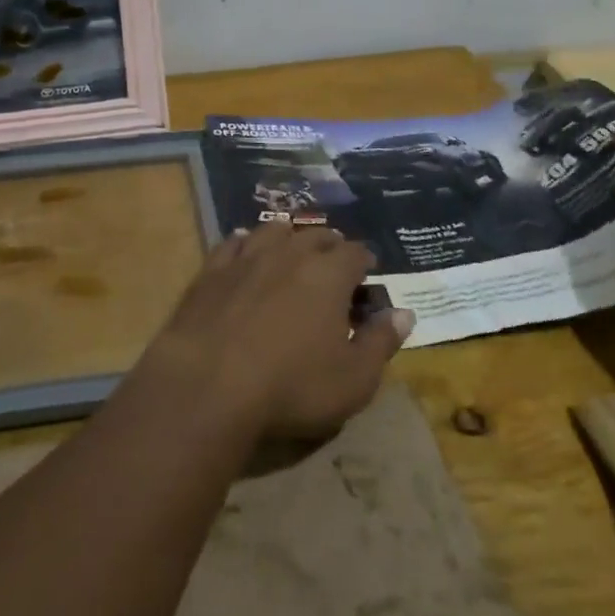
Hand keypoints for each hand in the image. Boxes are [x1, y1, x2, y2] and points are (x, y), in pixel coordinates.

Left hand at [139, 223, 416, 443]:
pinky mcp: (212, 268)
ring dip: (289, 236)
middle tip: (334, 261)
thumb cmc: (292, 385)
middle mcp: (289, 252)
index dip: (365, 262)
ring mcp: (247, 256)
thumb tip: (404, 312)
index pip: (356, 253)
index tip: (369, 273)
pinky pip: (233, 242)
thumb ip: (381, 342)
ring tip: (293, 248)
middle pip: (315, 235)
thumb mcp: (354, 379)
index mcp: (329, 274)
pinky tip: (244, 245)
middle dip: (330, 245)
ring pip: (274, 230)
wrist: (209, 381)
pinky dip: (245, 241)